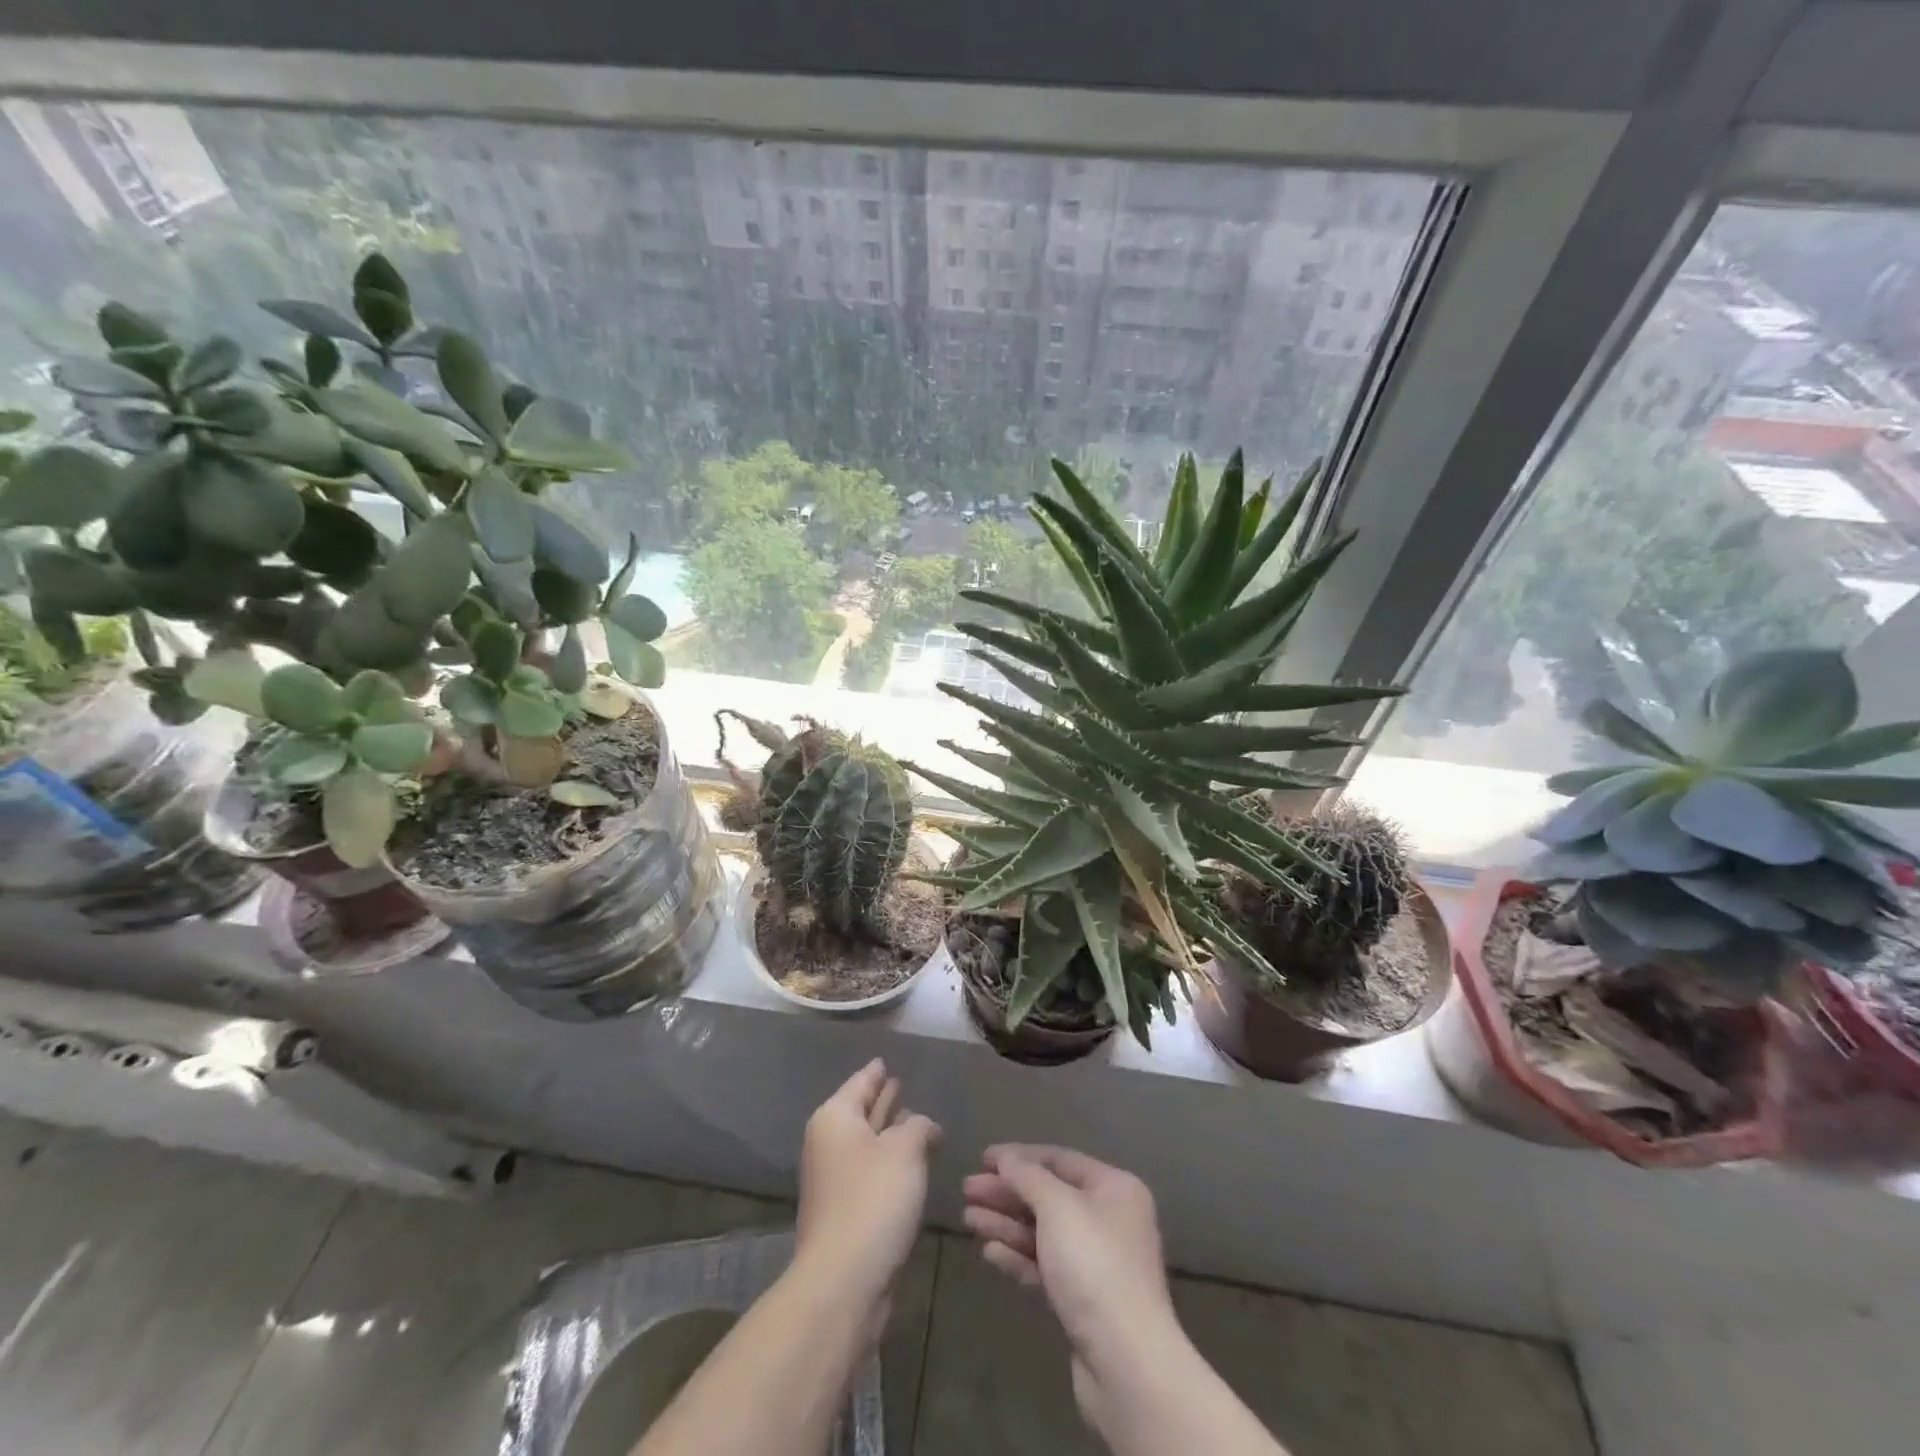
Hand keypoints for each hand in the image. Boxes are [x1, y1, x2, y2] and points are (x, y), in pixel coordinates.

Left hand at [794, 1059, 939, 1317]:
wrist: (844, 1280)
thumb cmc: (873, 1200)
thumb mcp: (905, 1150)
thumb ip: (919, 1126)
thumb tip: (924, 1125)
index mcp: (836, 1118)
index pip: (860, 1082)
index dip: (876, 1071)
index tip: (886, 1060)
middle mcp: (829, 1143)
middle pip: (860, 1111)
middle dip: (882, 1099)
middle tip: (902, 1082)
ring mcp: (835, 1179)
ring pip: (867, 1142)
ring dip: (889, 1132)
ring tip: (915, 1118)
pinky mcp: (846, 1210)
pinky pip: (870, 1171)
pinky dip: (888, 1161)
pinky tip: (910, 1163)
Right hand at [962, 1145, 1185, 1434]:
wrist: (1126, 1363)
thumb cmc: (1094, 1266)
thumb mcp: (1058, 1208)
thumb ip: (1028, 1177)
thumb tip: (1007, 1157)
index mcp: (1114, 1188)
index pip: (1059, 1159)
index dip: (1019, 1156)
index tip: (982, 1159)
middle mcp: (1108, 1218)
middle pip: (1048, 1196)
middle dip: (1007, 1193)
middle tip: (967, 1191)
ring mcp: (1096, 1261)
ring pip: (1043, 1232)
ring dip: (1006, 1223)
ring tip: (969, 1219)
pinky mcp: (1082, 1299)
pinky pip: (1045, 1265)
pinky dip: (1018, 1255)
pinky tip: (989, 1252)